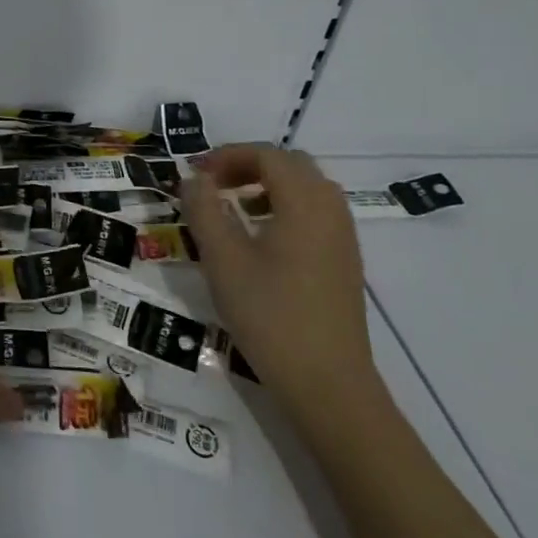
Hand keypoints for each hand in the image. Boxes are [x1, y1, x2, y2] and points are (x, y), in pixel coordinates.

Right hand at [182, 144, 379, 413]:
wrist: (327, 382)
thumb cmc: (269, 314)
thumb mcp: (222, 259)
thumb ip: (204, 210)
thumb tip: (194, 179)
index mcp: (304, 203)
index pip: (268, 155)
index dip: (228, 155)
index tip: (196, 174)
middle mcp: (331, 210)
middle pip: (291, 165)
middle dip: (249, 165)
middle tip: (213, 185)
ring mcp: (343, 237)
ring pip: (307, 189)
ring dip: (268, 186)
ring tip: (233, 209)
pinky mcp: (344, 262)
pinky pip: (316, 214)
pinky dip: (285, 208)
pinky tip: (260, 240)